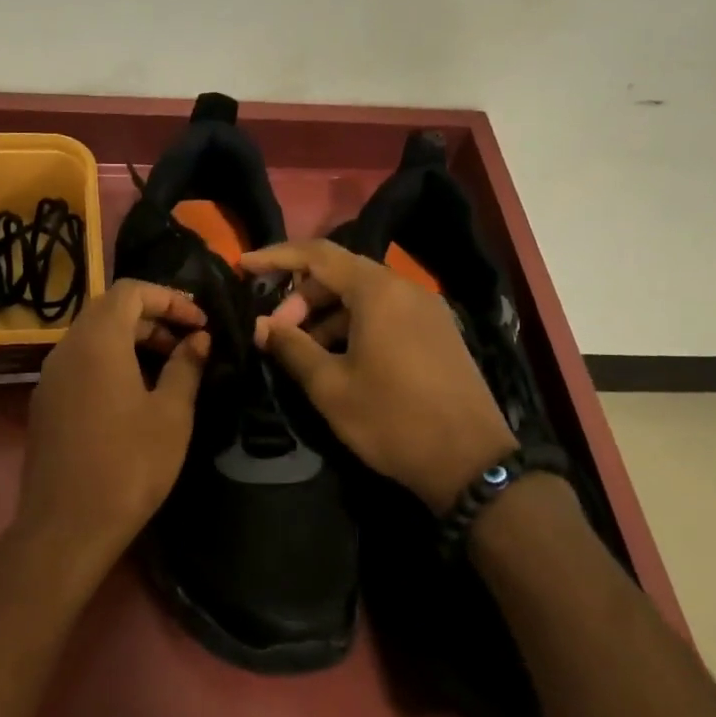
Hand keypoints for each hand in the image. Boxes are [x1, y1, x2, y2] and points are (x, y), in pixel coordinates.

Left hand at [16, 279, 209, 569]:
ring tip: (168, 368)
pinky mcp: (45, 403)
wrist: (67, 525)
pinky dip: (110, 362)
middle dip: (153, 318)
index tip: (200, 323)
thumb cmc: (129, 465)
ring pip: (93, 338)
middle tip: (189, 343)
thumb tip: (199, 339)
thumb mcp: (171, 414)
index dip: (169, 298)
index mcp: (98, 341)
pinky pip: (80, 364)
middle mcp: (67, 348)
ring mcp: (50, 377)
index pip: (131, 291)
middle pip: (110, 311)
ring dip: (132, 341)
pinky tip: (135, 394)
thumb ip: (186, 367)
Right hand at [245, 239, 515, 514]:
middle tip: (275, 331)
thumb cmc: (392, 419)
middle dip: (301, 296)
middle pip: (341, 273)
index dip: (276, 257)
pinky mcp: (437, 333)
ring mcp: (427, 311)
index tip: (244, 267)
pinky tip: (337, 358)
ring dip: (326, 314)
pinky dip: (353, 325)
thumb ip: (291, 347)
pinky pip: (385, 314)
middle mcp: (405, 289)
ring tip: (301, 350)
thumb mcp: (330, 386)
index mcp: (378, 292)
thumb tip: (261, 325)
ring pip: (363, 296)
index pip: (318, 255)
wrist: (471, 462)